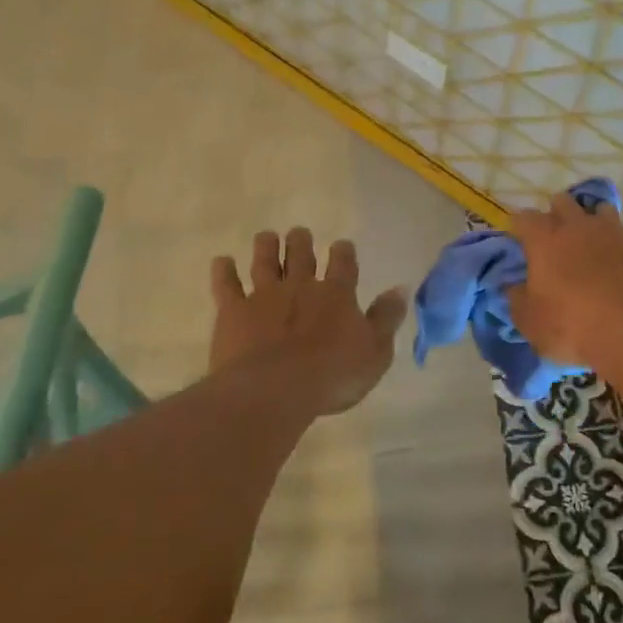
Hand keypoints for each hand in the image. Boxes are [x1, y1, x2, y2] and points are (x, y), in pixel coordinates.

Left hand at [209, 228, 406, 416]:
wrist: (275, 389)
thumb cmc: (332, 375)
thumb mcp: (375, 352)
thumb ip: (386, 318)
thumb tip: (400, 289)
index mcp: (336, 294)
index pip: (343, 264)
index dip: (343, 253)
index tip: (342, 245)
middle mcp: (300, 286)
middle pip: (301, 254)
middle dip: (301, 242)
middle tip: (299, 233)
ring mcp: (264, 296)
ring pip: (265, 261)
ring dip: (267, 246)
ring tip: (267, 236)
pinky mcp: (234, 311)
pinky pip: (227, 285)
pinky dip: (224, 271)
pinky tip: (222, 261)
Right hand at [507, 191, 622, 367]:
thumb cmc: (572, 327)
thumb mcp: (530, 322)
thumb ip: (517, 299)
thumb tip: (513, 287)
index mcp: (545, 239)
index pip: (524, 218)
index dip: (520, 227)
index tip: (519, 241)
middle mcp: (580, 226)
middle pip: (563, 202)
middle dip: (557, 214)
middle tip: (556, 240)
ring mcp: (618, 232)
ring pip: (602, 211)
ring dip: (594, 224)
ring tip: (594, 248)